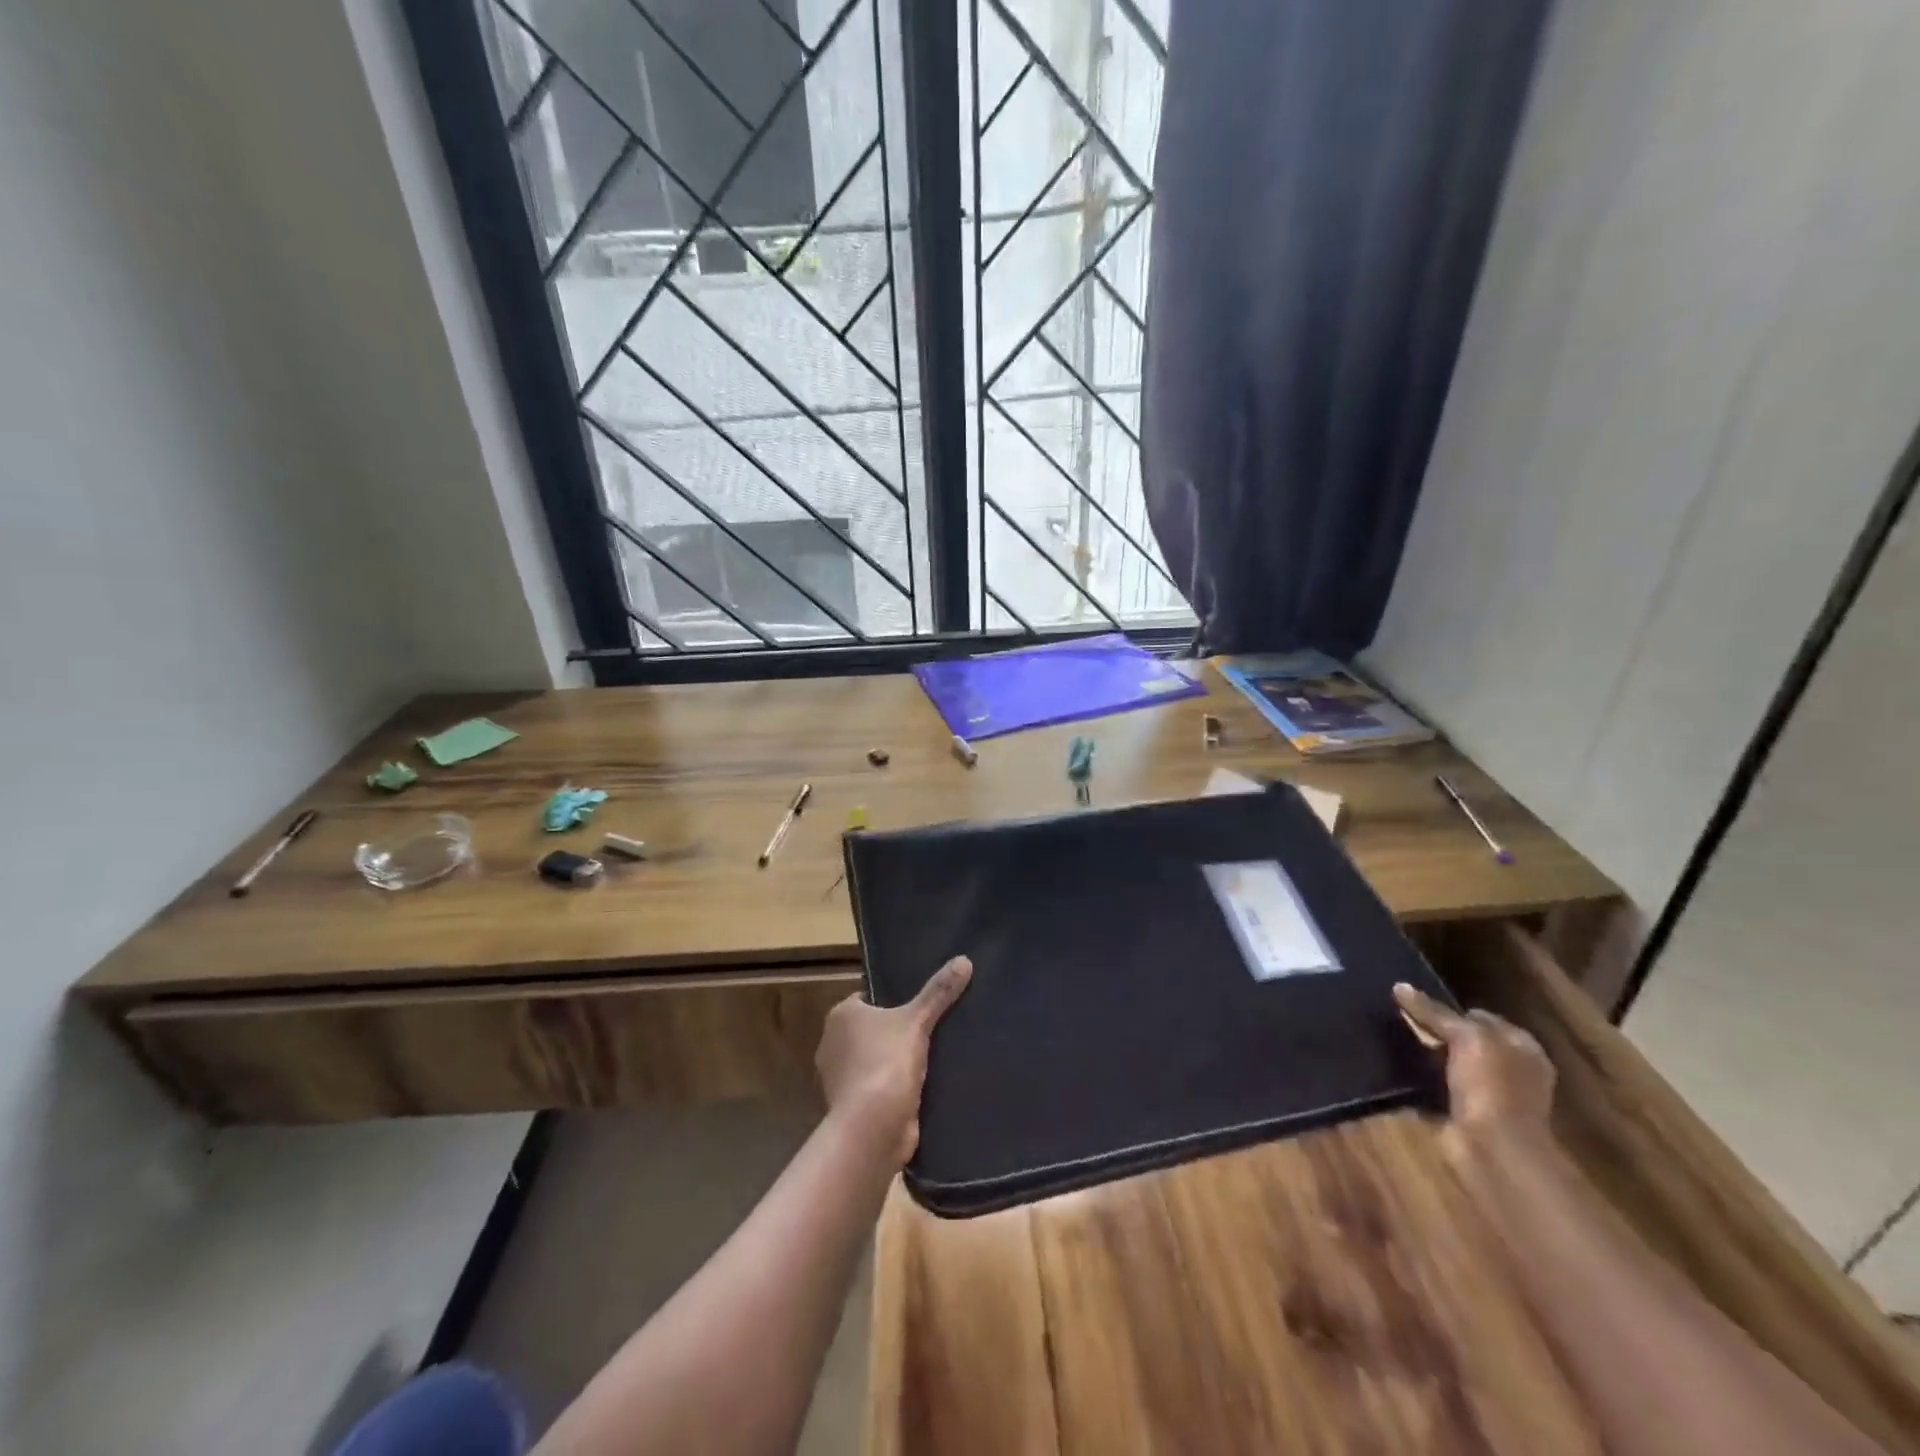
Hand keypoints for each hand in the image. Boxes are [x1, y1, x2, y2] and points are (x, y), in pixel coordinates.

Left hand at [816, 956, 972, 1165]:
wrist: (872, 1129)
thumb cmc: (886, 1062)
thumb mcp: (918, 1020)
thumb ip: (939, 992)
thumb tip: (964, 960)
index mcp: (840, 1016)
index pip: (867, 998)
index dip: (892, 1001)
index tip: (918, 1004)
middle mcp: (832, 1044)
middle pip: (871, 1030)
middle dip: (895, 1031)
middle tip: (930, 1027)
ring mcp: (839, 1079)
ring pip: (874, 1059)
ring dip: (894, 1062)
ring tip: (931, 1056)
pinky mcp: (851, 1107)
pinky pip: (877, 1087)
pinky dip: (893, 1088)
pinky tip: (921, 1086)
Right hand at [1393, 982, 1555, 1150]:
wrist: (1495, 1152)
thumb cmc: (1492, 1087)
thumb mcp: (1466, 1038)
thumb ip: (1435, 1012)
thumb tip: (1400, 986)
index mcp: (1520, 1047)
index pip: (1478, 1016)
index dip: (1448, 1008)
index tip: (1414, 1004)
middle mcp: (1508, 1069)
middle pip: (1463, 1041)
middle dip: (1434, 1033)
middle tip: (1398, 1021)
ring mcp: (1489, 1095)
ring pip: (1447, 1065)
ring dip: (1423, 1058)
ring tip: (1388, 1042)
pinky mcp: (1465, 1116)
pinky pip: (1435, 1091)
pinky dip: (1417, 1085)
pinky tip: (1393, 1072)